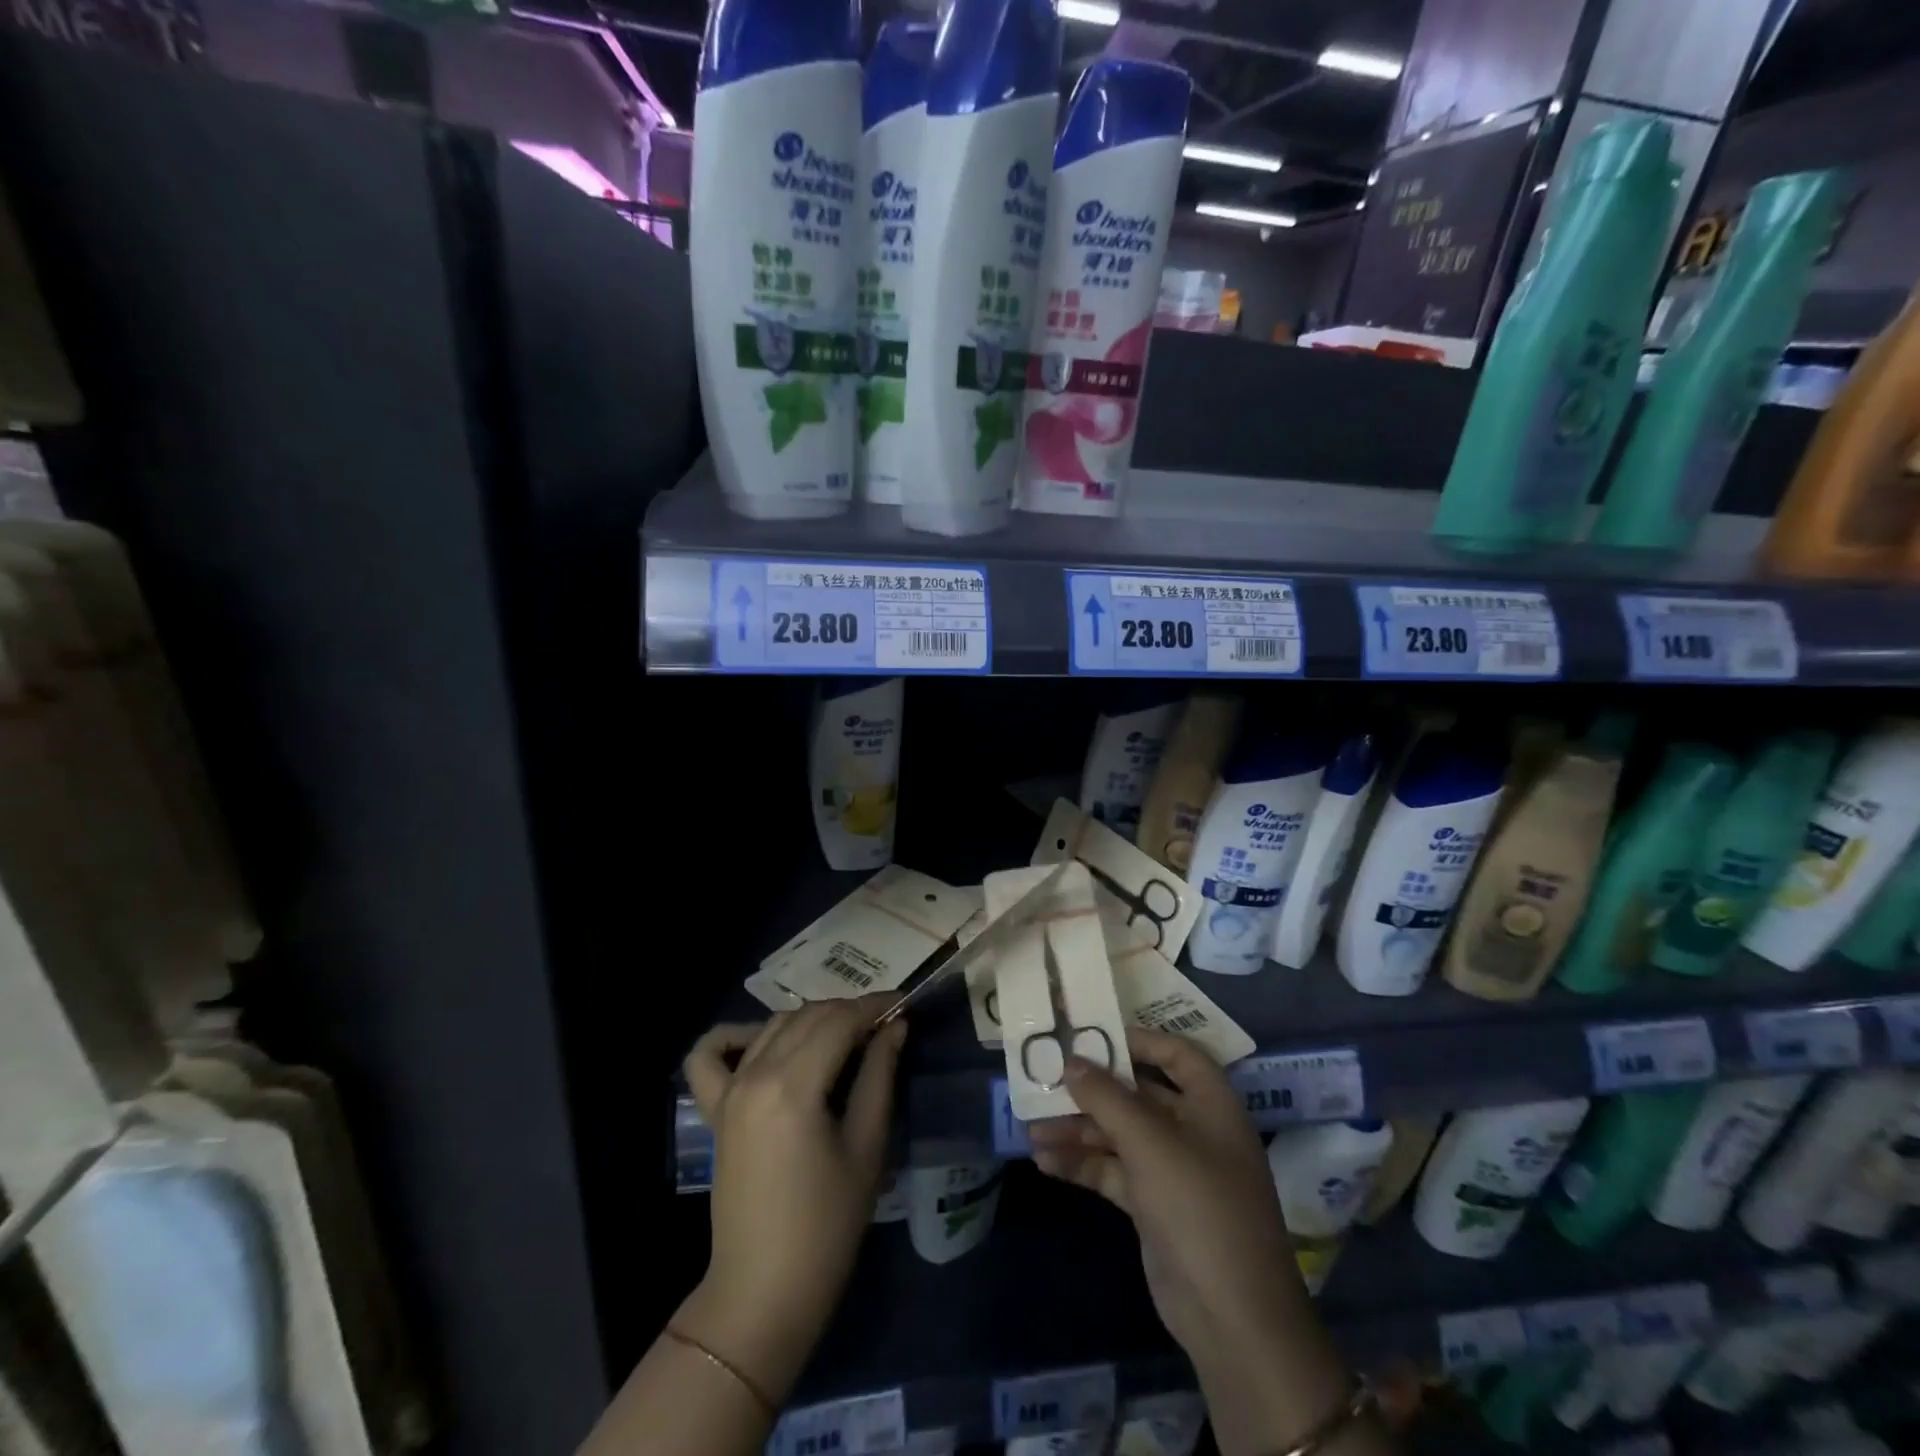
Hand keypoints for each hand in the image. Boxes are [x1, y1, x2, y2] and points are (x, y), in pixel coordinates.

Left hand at [679, 999, 905, 1400]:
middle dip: (849, 1012)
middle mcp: (755, 1074)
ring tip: (845, 1036)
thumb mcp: (867, 1147)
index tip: (903, 1003)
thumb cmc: (827, 1226)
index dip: (875, 1006)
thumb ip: (879, 1075)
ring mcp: (728, 1090)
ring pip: (773, 1026)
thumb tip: (895, 1026)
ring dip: (811, 1020)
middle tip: (883, 1026)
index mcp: (793, 1085)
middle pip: (808, 1017)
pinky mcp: (715, 1110)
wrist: (764, 1291)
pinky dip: (733, 1036)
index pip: (839, 1021)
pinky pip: (710, 1055)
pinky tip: (763, 1041)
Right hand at [1027, 1026, 1302, 1362]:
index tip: (1092, 1034)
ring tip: (1033, 1129)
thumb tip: (1071, 1061)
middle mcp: (1194, 1131)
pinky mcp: (1154, 1206)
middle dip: (1093, 1091)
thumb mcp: (1150, 1143)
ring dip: (1079, 1131)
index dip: (1137, 1040)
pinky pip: (1114, 1171)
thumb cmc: (1200, 1208)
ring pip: (1120, 1135)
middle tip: (1046, 1080)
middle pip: (1139, 1095)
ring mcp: (1174, 1171)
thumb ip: (1107, 1097)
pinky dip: (1084, 1165)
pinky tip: (1046, 1163)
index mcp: (1211, 1105)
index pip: (1176, 1054)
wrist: (1232, 1320)